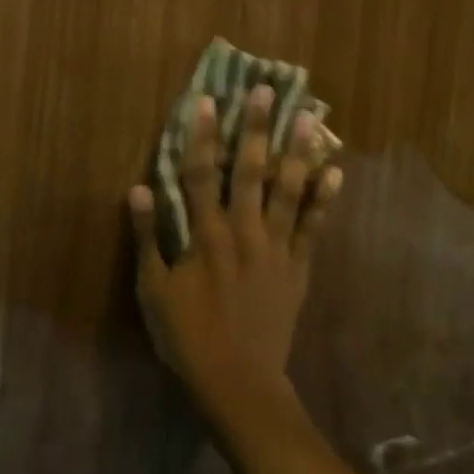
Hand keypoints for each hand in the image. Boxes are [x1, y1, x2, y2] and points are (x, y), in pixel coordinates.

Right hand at [128, 86, 342, 401]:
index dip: (200, 135)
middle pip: (249, 170)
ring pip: (287, 190)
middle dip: (255, 128)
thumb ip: (147, 237)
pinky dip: (323, 200)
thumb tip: (138, 188)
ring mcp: (276, 247)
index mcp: (205, 234)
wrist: (238, 382)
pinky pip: (313, 227)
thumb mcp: (153, 290)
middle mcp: (243, 231)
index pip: (199, 173)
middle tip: (266, 91)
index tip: (206, 100)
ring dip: (296, 151)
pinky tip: (335, 173)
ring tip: (307, 117)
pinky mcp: (298, 267)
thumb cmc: (187, 336)